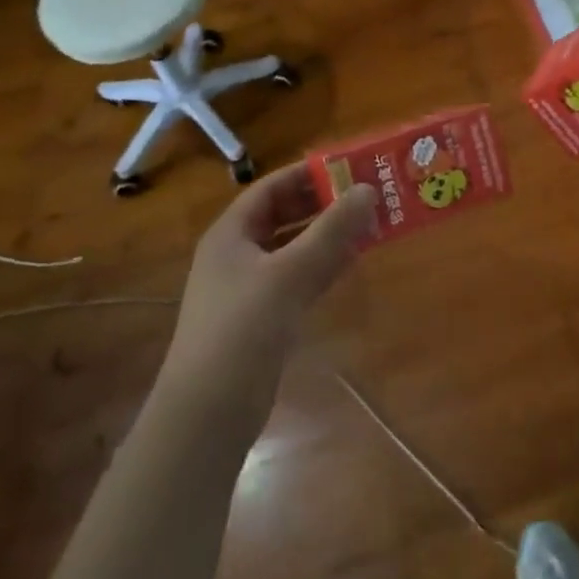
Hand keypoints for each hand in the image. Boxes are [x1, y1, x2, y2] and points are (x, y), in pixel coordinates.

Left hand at [164, 164, 376, 406]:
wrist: (209, 412)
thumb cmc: (243, 329)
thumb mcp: (290, 273)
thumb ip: (331, 231)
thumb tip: (367, 190)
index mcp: (231, 233)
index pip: (271, 188)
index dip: (308, 174)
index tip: (348, 166)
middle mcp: (237, 254)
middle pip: (284, 216)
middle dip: (323, 205)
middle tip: (366, 195)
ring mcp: (249, 288)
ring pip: (294, 249)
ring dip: (327, 236)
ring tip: (369, 223)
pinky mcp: (263, 318)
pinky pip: (298, 279)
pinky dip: (323, 267)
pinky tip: (352, 262)